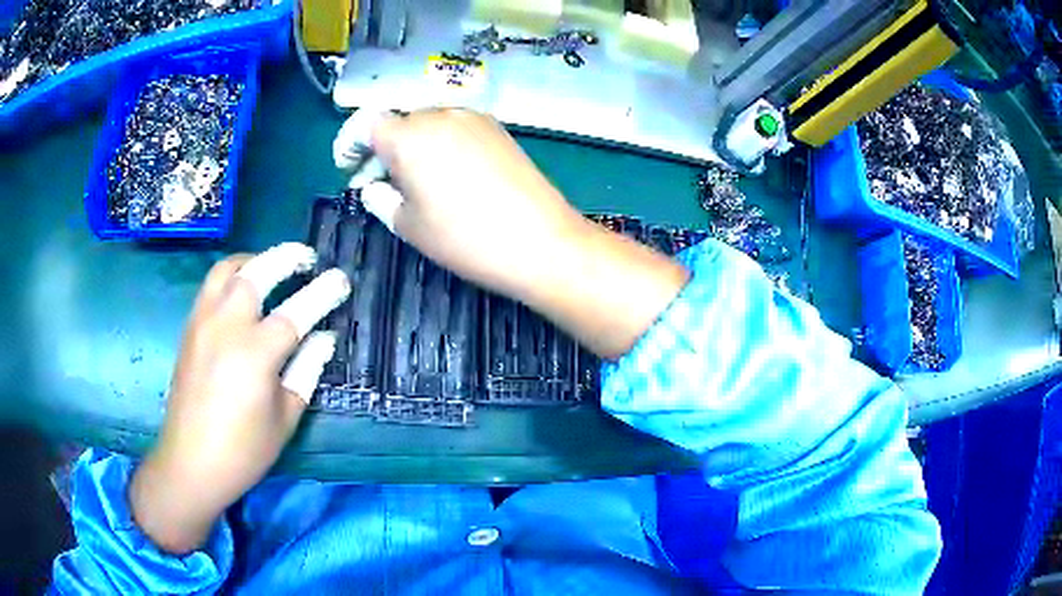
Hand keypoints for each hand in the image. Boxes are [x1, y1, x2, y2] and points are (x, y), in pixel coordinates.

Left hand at [130, 243, 349, 553]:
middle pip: (257, 272)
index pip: (296, 311)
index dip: (322, 293)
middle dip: (286, 257)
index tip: (341, 279)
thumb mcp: (285, 418)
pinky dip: (232, 276)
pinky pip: (211, 286)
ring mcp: (203, 323)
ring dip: (254, 260)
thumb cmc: (244, 450)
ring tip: (272, 265)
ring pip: (227, 270)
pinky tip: (243, 291)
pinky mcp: (189, 329)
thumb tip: (324, 338)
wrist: (191, 462)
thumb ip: (306, 371)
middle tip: (307, 258)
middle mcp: (226, 326)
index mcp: (255, 354)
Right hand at [337, 108, 587, 298]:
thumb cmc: (465, 238)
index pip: (365, 123)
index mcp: (409, 136)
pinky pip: (455, 128)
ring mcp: (473, 118)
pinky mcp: (498, 128)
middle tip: (380, 185)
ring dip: (411, 147)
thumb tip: (374, 186)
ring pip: (427, 124)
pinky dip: (439, 145)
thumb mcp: (409, 225)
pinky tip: (448, 176)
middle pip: (398, 122)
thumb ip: (381, 199)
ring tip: (415, 184)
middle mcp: (440, 114)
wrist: (542, 241)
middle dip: (381, 150)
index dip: (349, 144)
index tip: (348, 170)